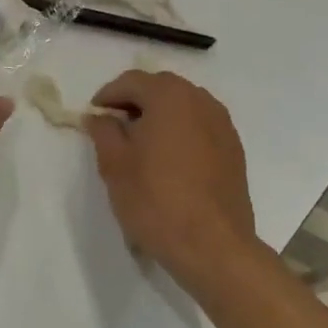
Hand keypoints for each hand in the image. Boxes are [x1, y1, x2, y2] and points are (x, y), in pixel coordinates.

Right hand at [85, 70, 262, 294]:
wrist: (213, 246)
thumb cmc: (156, 200)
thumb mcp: (115, 165)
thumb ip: (103, 132)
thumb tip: (99, 117)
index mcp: (169, 96)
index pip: (132, 81)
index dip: (108, 95)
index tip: (94, 115)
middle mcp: (200, 100)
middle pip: (161, 88)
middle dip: (135, 100)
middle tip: (115, 126)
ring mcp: (222, 124)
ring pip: (184, 105)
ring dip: (160, 114)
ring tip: (141, 142)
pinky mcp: (234, 149)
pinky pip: (200, 126)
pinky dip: (181, 131)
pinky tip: (169, 159)